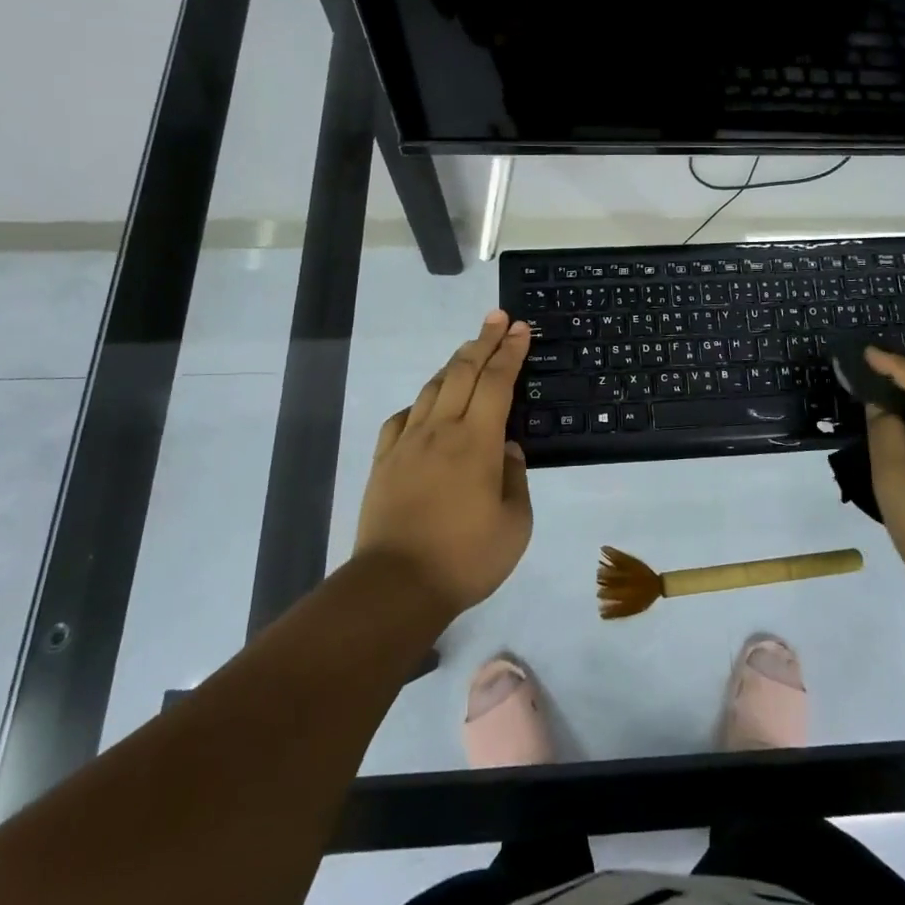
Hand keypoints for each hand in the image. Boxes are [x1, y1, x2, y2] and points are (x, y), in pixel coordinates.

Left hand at [353, 311, 533, 619]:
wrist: (395, 586)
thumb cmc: (465, 558)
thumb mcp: (515, 524)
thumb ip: (515, 479)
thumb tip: (507, 449)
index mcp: (478, 441)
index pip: (498, 382)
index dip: (511, 352)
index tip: (520, 328)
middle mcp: (441, 430)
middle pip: (464, 372)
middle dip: (484, 340)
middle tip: (498, 318)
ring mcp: (408, 443)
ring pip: (433, 388)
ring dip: (455, 363)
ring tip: (469, 349)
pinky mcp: (384, 461)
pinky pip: (403, 417)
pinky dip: (421, 401)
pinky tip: (427, 405)